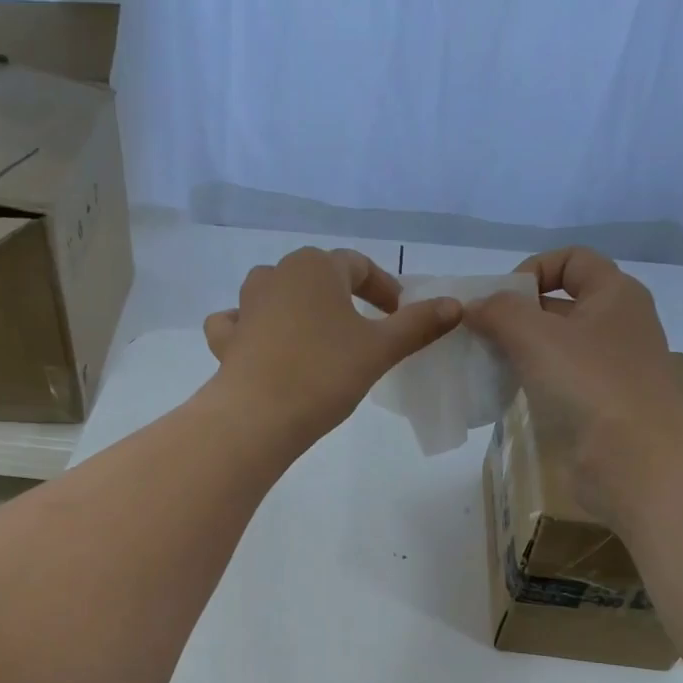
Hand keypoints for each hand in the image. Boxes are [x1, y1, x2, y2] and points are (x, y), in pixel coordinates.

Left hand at [202, 247, 460, 444]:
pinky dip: (249, 328)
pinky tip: (260, 344)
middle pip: (316, 276)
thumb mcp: (380, 349)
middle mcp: (276, 275)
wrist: (258, 416)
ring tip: (316, 337)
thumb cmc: (324, 374)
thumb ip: (418, 324)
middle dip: (342, 297)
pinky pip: (238, 323)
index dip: (384, 288)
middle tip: (364, 329)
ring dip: (297, 307)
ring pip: (275, 293)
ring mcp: (244, 306)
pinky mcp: (226, 339)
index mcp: (315, 266)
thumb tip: (456, 305)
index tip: (400, 315)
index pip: (359, 266)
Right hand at [463, 246, 682, 521]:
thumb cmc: (590, 386)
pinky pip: (559, 381)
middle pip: (560, 302)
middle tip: (478, 337)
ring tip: (485, 366)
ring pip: (556, 346)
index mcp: (615, 294)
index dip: (531, 269)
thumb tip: (474, 306)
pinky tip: (506, 396)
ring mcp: (611, 368)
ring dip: (519, 351)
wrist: (638, 463)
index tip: (498, 302)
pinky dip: (531, 381)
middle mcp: (617, 324)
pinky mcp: (600, 405)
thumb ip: (499, 312)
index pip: (571, 259)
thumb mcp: (536, 337)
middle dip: (516, 314)